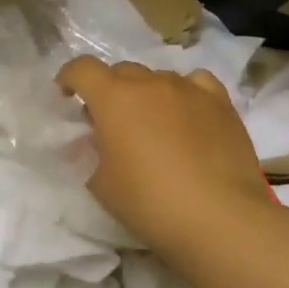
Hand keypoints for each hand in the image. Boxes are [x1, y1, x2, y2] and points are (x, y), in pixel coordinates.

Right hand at [58, 57, 270, 258]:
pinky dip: (184, 93)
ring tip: (151, 124)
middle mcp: (150, 83)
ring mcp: (189, 89)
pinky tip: (186, 114)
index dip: (69, 78)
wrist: (220, 219)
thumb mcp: (100, 183)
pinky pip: (195, 83)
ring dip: (146, 94)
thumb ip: (92, 151)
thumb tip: (99, 139)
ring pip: (158, 77)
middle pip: (121, 71)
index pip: (82, 68)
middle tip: (110, 122)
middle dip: (109, 90)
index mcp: (113, 98)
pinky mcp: (221, 103)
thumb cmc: (149, 202)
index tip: (67, 96)